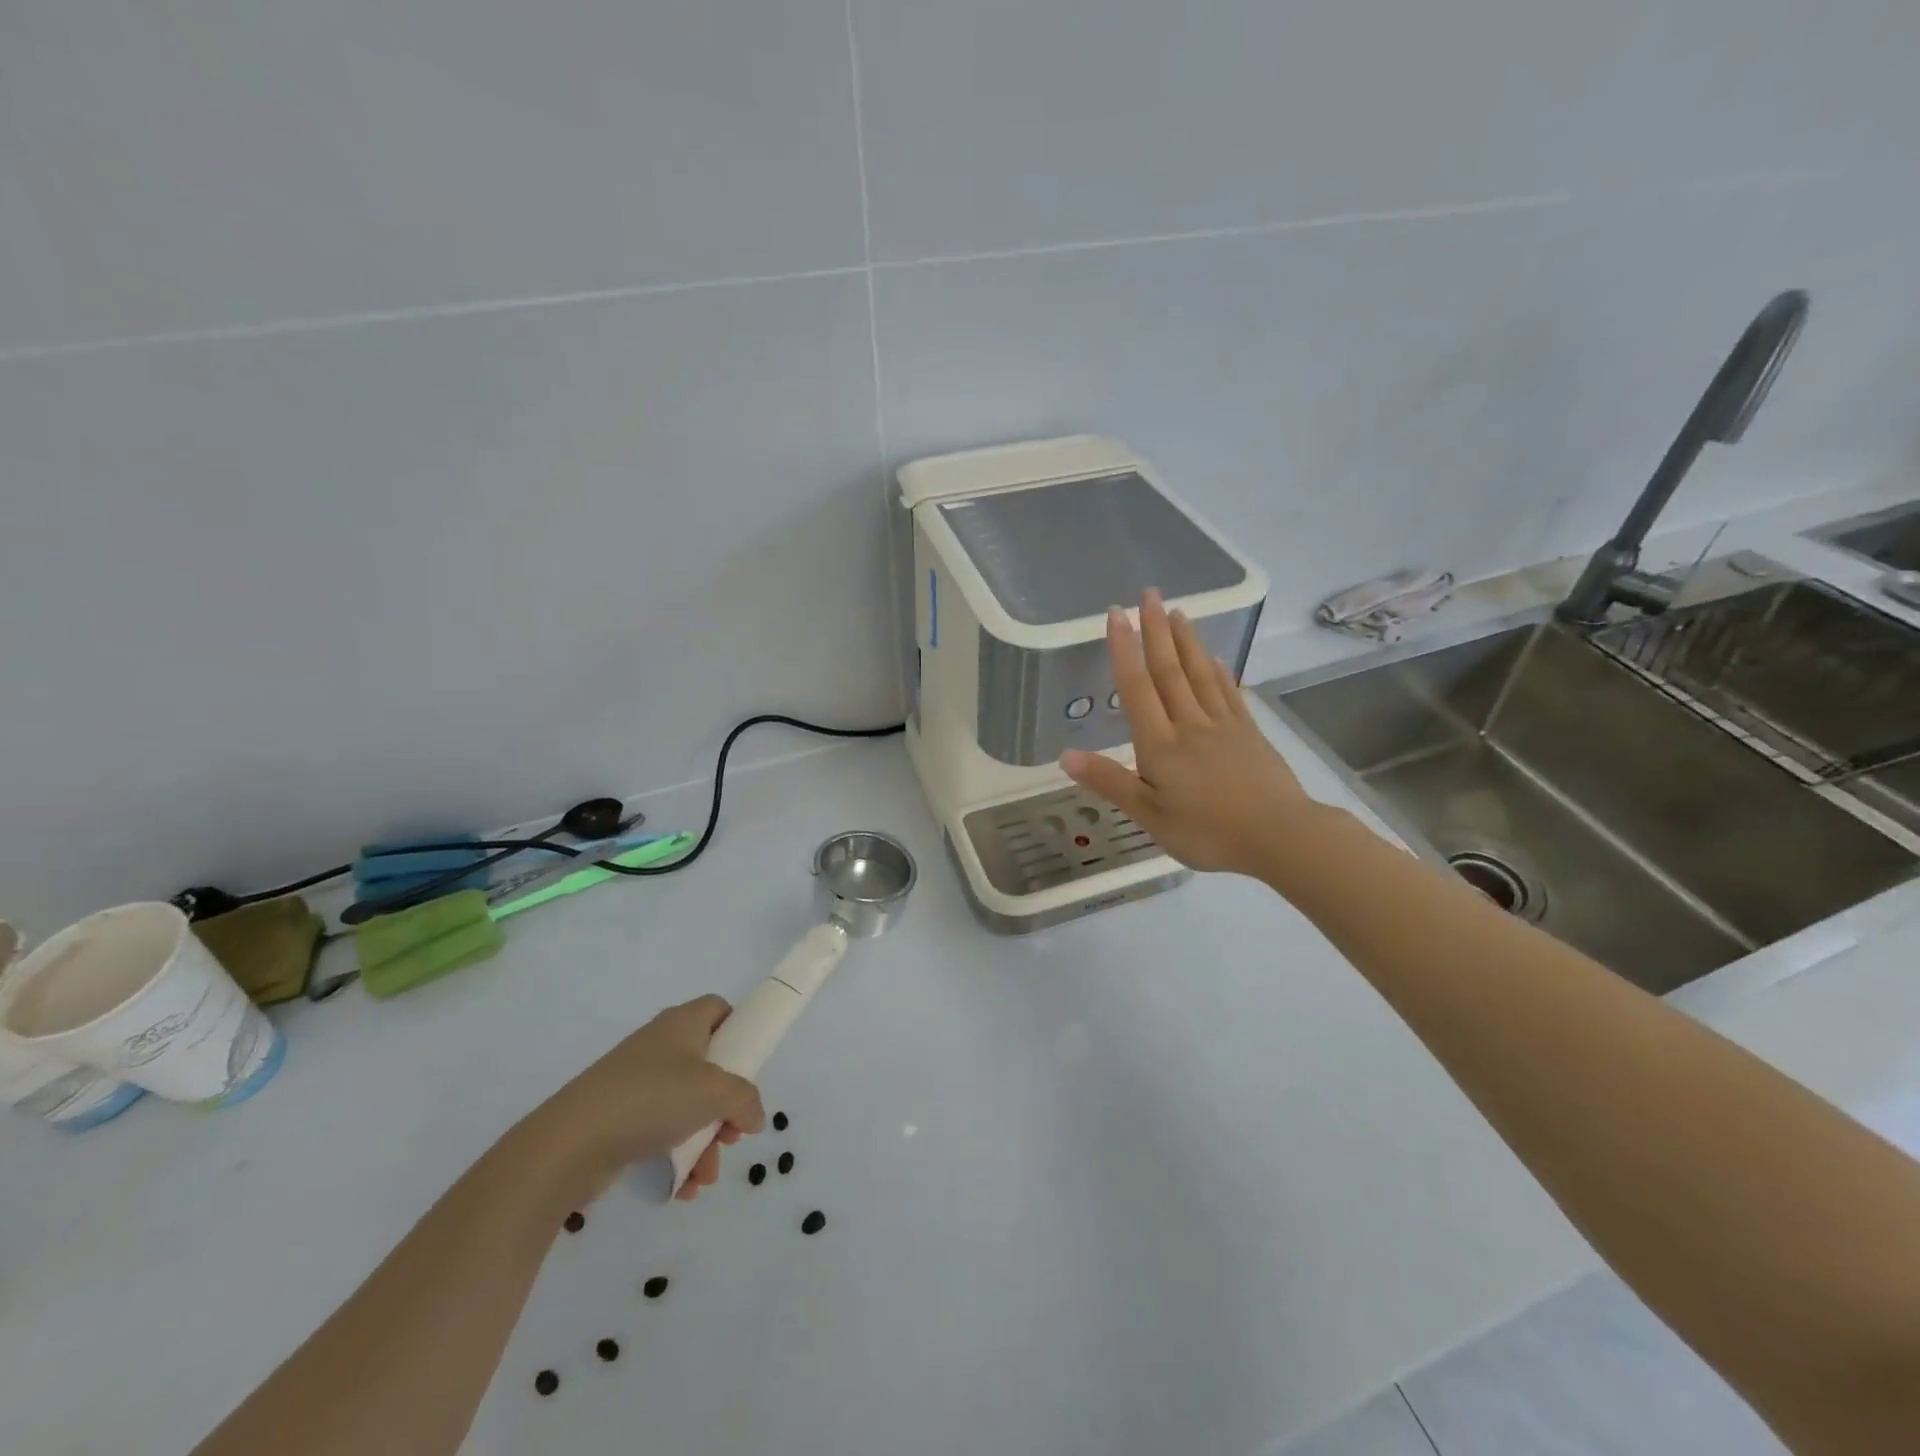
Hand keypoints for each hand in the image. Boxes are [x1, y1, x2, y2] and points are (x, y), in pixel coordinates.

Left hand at [538, 995, 765, 1202]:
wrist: (568, 1145)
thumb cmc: (651, 1099)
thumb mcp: (715, 1092)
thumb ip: (746, 1099)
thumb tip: (754, 1115)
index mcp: (682, 1024)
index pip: (718, 1009)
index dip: (738, 1030)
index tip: (749, 1064)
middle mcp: (660, 1047)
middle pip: (708, 1067)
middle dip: (726, 1106)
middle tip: (733, 1132)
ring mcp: (636, 1084)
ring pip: (687, 1107)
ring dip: (705, 1142)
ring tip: (706, 1175)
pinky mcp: (619, 1120)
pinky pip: (661, 1133)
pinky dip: (677, 1159)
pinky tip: (683, 1188)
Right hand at [1061, 590, 1315, 878]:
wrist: (1280, 837)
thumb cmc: (1207, 832)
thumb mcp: (1149, 815)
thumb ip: (1109, 782)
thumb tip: (1065, 755)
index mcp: (1160, 744)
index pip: (1137, 687)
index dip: (1124, 649)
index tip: (1117, 614)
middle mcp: (1189, 724)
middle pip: (1169, 671)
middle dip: (1156, 631)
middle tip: (1149, 594)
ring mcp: (1223, 726)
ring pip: (1199, 675)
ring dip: (1186, 641)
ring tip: (1177, 611)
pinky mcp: (1248, 734)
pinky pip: (1228, 694)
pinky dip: (1217, 672)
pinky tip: (1212, 657)